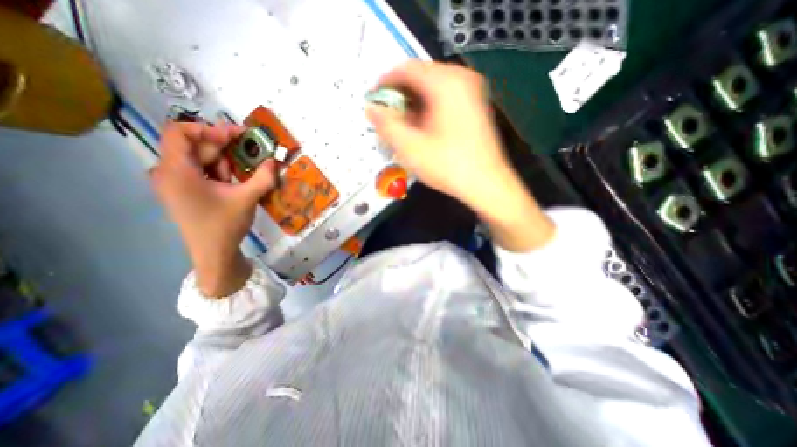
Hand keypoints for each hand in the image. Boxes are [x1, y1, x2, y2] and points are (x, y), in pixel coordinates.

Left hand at [150, 123, 277, 295]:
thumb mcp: (247, 198)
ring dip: (223, 163)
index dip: (209, 129)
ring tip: (242, 176)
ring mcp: (175, 183)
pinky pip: (200, 172)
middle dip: (224, 149)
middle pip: (194, 146)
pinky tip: (234, 183)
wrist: (214, 253)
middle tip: (250, 153)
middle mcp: (168, 173)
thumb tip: (274, 161)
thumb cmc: (225, 225)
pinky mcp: (184, 192)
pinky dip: (219, 172)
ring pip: (199, 160)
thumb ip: (263, 177)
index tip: (236, 137)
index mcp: (176, 171)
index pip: (180, 132)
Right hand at [367, 61, 554, 252]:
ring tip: (403, 126)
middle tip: (388, 118)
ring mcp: (471, 91)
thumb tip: (371, 108)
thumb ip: (386, 125)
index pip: (406, 68)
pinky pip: (444, 98)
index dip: (385, 83)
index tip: (373, 101)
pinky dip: (428, 109)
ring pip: (432, 88)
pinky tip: (422, 128)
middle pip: (420, 77)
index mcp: (446, 82)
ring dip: (413, 104)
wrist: (486, 184)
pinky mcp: (475, 105)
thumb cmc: (449, 166)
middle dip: (400, 96)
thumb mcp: (411, 148)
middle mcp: (461, 78)